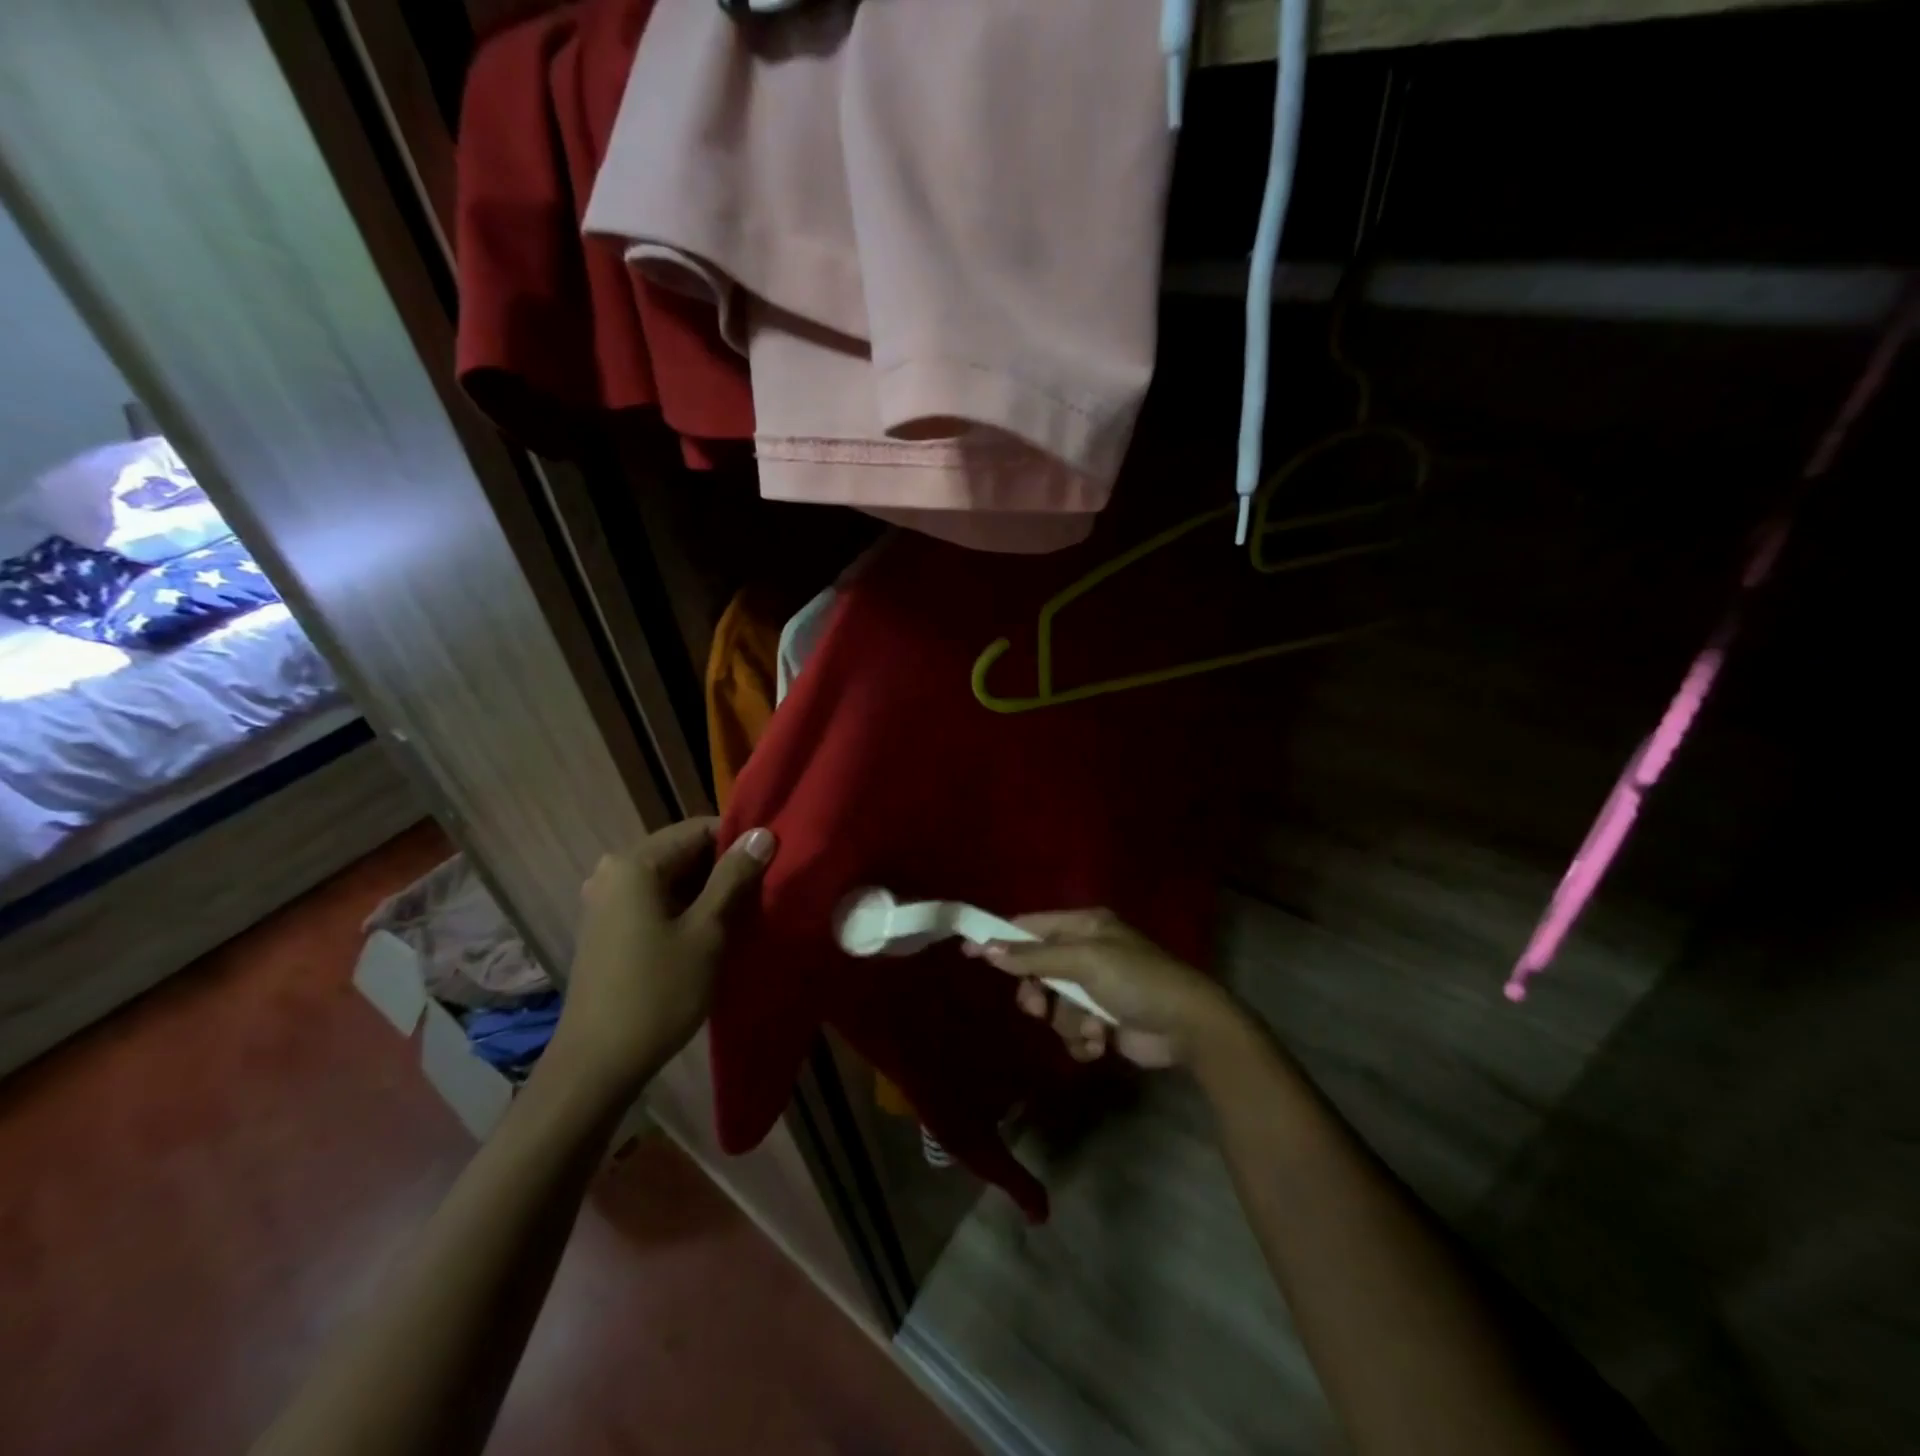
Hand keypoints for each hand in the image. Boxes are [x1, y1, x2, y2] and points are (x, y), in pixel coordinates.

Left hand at [545, 819, 774, 1098]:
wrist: (597, 1065)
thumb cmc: (657, 993)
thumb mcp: (706, 932)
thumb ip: (734, 877)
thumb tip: (762, 833)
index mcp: (635, 864)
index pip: (699, 829)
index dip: (739, 842)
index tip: (772, 864)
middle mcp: (614, 871)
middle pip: (683, 852)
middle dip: (724, 868)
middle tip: (762, 892)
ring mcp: (606, 901)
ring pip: (671, 878)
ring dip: (707, 891)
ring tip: (743, 913)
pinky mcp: (607, 927)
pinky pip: (655, 900)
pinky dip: (684, 908)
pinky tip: (710, 932)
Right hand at [971, 909, 1243, 1069]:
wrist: (1188, 1026)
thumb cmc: (1136, 980)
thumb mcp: (1084, 960)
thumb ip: (1034, 956)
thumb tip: (986, 947)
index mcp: (1084, 926)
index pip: (1031, 926)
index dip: (1001, 938)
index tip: (970, 952)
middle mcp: (1087, 952)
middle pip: (1037, 970)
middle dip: (1038, 993)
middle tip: (1038, 1007)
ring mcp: (1095, 988)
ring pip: (1053, 1006)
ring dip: (1068, 1022)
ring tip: (1091, 1028)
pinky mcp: (1103, 1021)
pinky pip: (1072, 1030)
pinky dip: (1083, 1039)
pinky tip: (1102, 1042)